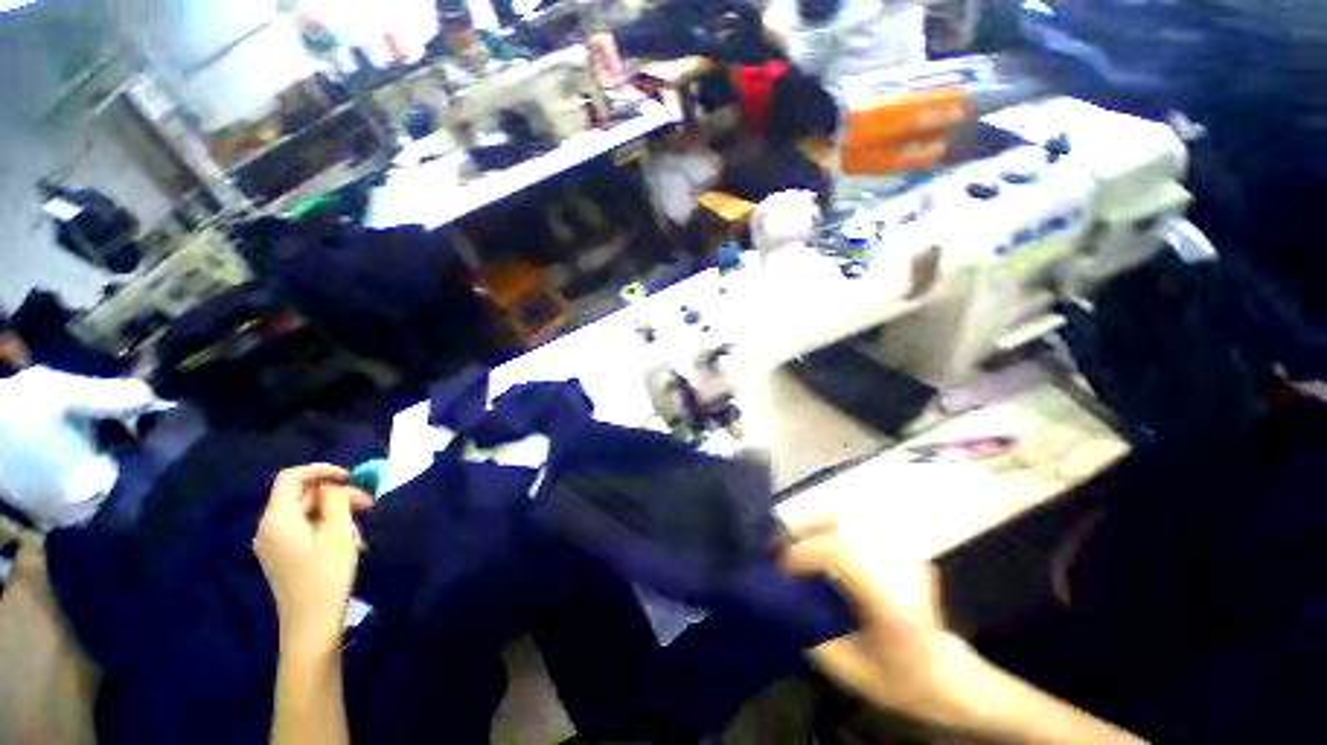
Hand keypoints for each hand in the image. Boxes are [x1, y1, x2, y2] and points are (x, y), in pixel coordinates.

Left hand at [254, 465, 371, 658]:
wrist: (310, 623)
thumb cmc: (326, 574)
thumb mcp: (338, 531)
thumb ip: (335, 500)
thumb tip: (332, 486)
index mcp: (277, 518)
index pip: (291, 478)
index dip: (320, 470)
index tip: (349, 477)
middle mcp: (268, 528)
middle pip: (300, 496)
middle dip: (334, 494)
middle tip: (367, 504)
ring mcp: (272, 544)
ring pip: (304, 513)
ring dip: (334, 512)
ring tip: (360, 526)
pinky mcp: (281, 556)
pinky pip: (302, 529)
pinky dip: (325, 526)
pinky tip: (346, 540)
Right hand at [781, 521, 972, 722]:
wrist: (949, 677)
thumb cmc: (902, 680)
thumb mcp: (851, 673)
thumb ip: (813, 636)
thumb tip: (781, 602)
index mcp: (891, 601)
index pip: (842, 552)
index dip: (805, 552)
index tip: (782, 570)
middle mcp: (899, 568)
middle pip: (843, 525)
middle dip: (805, 532)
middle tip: (783, 548)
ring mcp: (905, 554)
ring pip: (851, 518)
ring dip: (817, 526)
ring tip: (799, 543)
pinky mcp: (902, 549)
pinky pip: (859, 526)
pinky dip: (832, 529)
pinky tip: (822, 544)